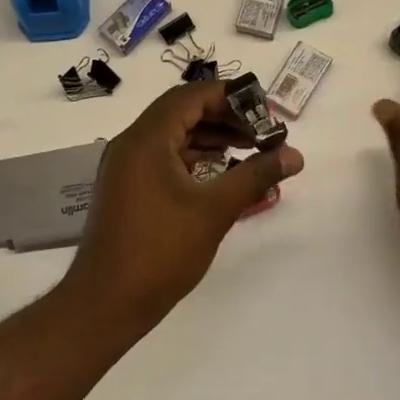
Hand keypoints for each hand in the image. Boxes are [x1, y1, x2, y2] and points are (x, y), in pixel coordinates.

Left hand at [66, 80, 304, 322]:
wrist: (105, 304)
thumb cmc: (160, 251)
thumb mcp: (215, 210)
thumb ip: (256, 175)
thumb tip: (294, 154)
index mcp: (146, 139)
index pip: (192, 96)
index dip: (231, 97)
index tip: (265, 112)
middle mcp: (131, 144)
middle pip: (182, 112)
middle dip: (225, 117)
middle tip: (262, 132)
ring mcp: (126, 167)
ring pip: (174, 135)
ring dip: (211, 137)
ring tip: (251, 150)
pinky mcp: (128, 189)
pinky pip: (164, 157)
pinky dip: (194, 158)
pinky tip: (221, 173)